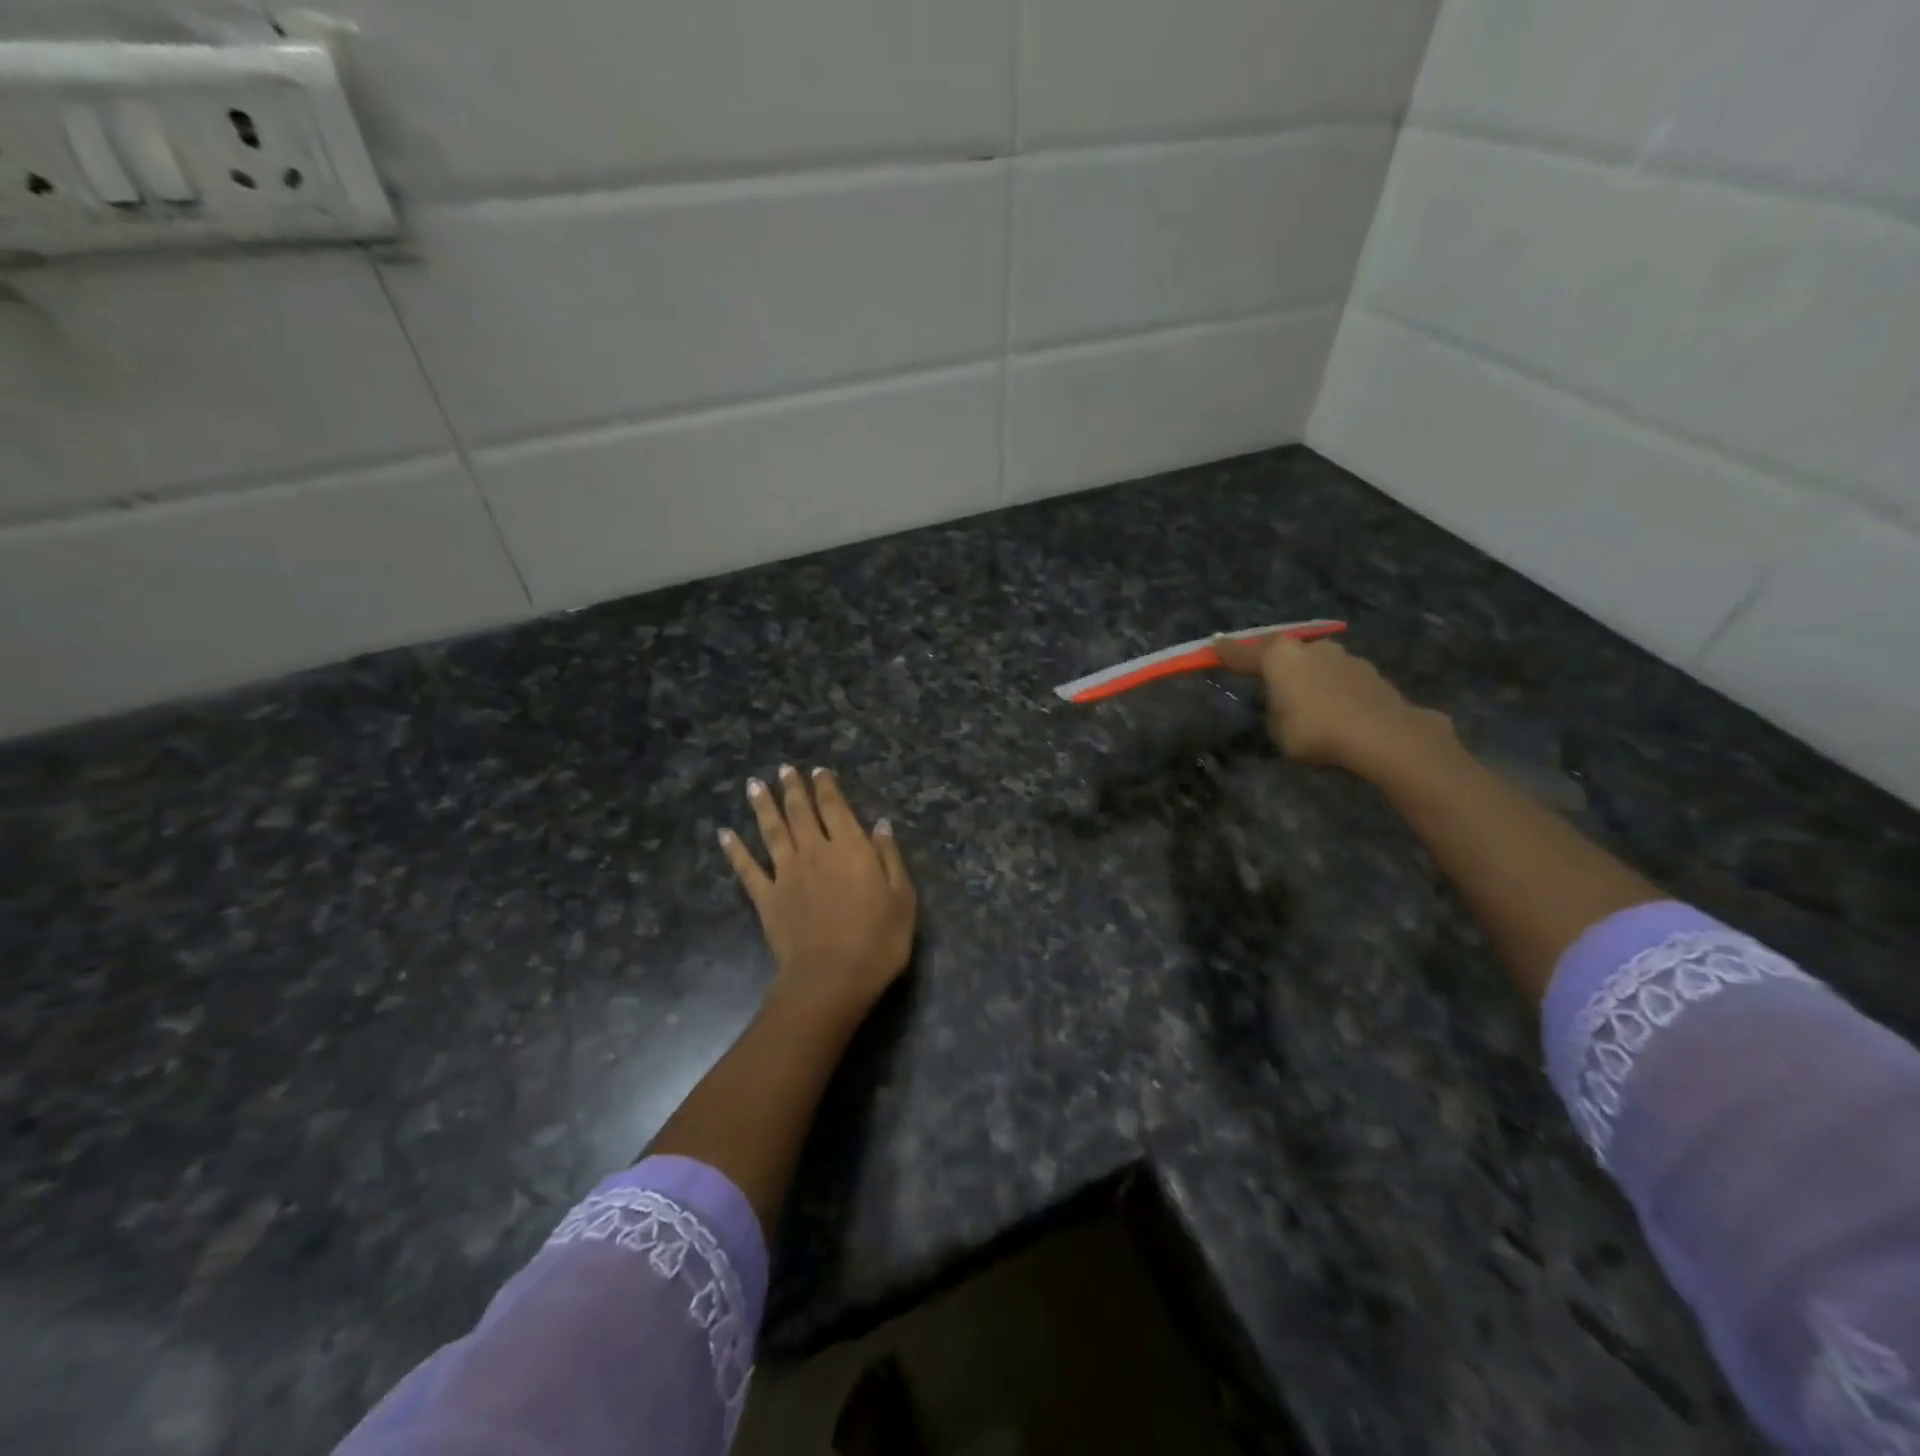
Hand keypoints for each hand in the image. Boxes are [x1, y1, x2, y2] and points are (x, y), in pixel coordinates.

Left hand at [720, 764, 916, 1021]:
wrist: (831, 978)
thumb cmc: (878, 939)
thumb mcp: (902, 897)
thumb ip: (889, 857)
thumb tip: (881, 825)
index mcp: (850, 847)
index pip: (835, 807)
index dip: (826, 786)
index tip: (819, 770)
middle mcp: (815, 851)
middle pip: (800, 812)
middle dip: (793, 788)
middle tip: (785, 769)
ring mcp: (786, 873)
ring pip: (772, 831)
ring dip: (763, 806)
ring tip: (754, 784)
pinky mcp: (767, 898)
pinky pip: (747, 869)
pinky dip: (734, 850)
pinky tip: (724, 834)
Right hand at [1212, 633, 1454, 778]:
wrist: (1383, 734)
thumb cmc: (1315, 730)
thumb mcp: (1277, 728)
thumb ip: (1275, 709)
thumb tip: (1286, 702)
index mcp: (1279, 657)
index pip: (1243, 654)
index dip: (1226, 652)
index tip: (1213, 645)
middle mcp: (1309, 648)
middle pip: (1282, 652)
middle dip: (1273, 662)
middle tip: (1265, 675)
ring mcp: (1342, 656)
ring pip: (1313, 662)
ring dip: (1306, 675)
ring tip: (1305, 698)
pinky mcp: (1368, 672)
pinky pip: (1337, 677)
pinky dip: (1331, 688)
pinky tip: (1334, 707)